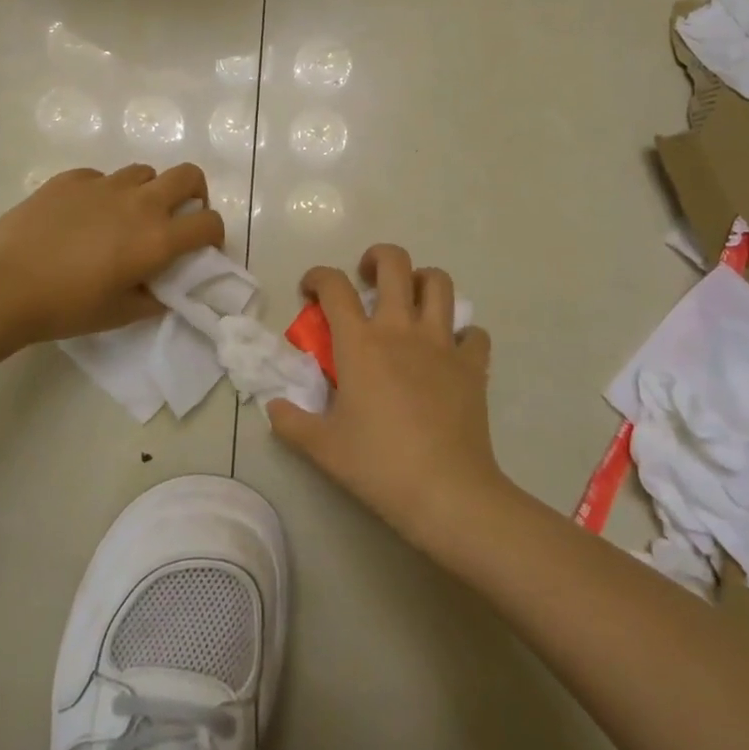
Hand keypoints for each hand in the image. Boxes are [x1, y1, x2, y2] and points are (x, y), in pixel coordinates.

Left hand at [0, 164, 225, 345]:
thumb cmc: (64, 307)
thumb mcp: (118, 315)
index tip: (201, 248)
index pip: (208, 222)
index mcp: (157, 238)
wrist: (0, 286)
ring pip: (144, 172)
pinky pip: (102, 178)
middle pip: (188, 175)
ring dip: (147, 192)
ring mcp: (104, 185)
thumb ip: (151, 299)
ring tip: (125, 217)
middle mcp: (139, 203)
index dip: (214, 234)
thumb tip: (161, 289)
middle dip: (194, 193)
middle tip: (176, 217)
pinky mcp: (71, 178)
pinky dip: (104, 193)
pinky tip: (82, 217)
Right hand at [268, 244, 505, 552]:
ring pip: (439, 283)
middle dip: (378, 257)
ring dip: (423, 281)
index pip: (334, 286)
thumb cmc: (379, 465)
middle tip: (367, 276)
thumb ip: (291, 422)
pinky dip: (463, 335)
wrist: (446, 492)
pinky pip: (474, 334)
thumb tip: (274, 406)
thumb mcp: (323, 448)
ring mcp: (442, 343)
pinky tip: (451, 352)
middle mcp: (401, 329)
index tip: (310, 290)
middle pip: (395, 263)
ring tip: (411, 300)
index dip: (318, 277)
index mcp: (360, 343)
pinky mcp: (473, 365)